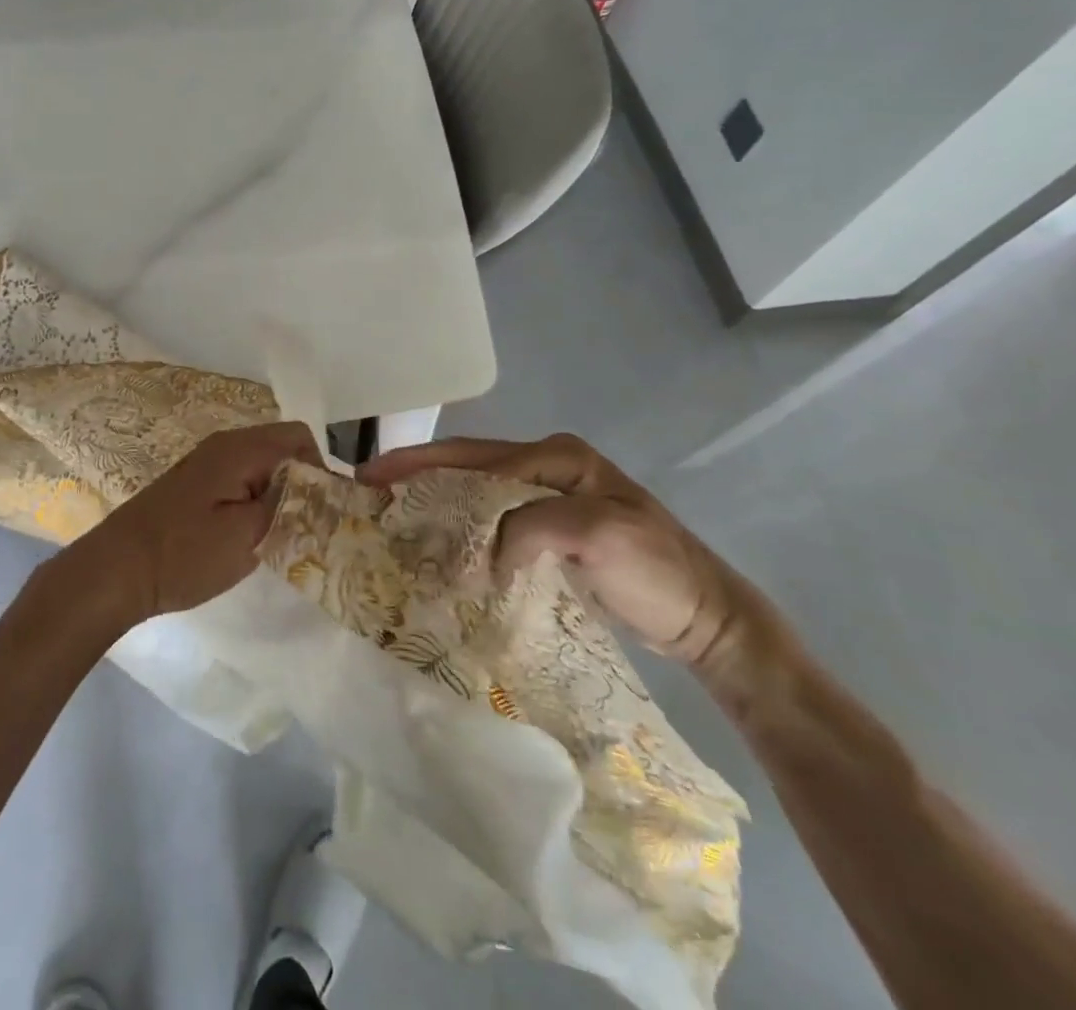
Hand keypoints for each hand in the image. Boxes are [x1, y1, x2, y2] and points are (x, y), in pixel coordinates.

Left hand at [67, 422, 323, 628]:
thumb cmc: (184, 554)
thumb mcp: (247, 536)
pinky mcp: (196, 484)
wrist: (116, 569)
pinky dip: (256, 500)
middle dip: (301, 483)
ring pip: (262, 467)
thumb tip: (316, 489)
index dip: (321, 470)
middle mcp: (225, 445)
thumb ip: (288, 506)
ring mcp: (207, 463)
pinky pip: (241, 480)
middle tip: (306, 526)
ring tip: (282, 535)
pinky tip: (250, 535)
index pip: (300, 437)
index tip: (324, 511)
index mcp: (240, 448)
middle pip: (282, 448)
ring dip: (278, 494)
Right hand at [358, 434, 761, 670]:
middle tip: (369, 491)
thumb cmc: (657, 571)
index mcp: (557, 457)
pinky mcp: (551, 530)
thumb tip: (482, 553)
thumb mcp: (598, 536)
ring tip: (391, 517)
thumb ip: (531, 527)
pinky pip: (494, 521)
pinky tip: (439, 546)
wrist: (707, 618)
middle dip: (418, 476)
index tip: (373, 477)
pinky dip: (463, 530)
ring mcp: (550, 499)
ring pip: (478, 493)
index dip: (421, 465)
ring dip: (437, 503)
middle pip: (469, 467)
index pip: (476, 457)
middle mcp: (548, 468)